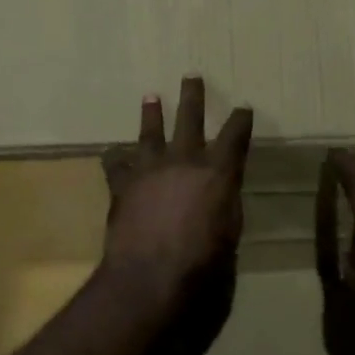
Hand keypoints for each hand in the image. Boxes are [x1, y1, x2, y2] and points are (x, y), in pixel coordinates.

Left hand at [102, 77, 252, 302]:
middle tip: (192, 75)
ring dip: (151, 114)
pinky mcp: (122, 186)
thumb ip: (224, 207)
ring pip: (150, 132)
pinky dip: (115, 158)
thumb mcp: (230, 235)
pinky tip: (112, 152)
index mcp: (219, 172)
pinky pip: (116, 164)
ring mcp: (150, 170)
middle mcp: (184, 161)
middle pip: (190, 118)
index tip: (243, 107)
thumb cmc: (204, 266)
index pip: (235, 136)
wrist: (150, 279)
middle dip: (193, 96)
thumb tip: (218, 198)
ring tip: (151, 96)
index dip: (240, 120)